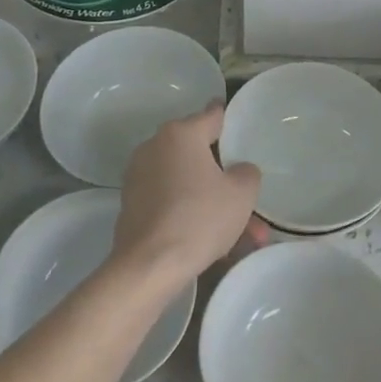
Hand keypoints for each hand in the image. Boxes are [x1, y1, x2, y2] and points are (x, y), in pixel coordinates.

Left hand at [114, 104, 266, 287]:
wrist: (150, 266)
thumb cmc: (200, 218)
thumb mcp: (242, 193)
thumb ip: (247, 172)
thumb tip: (238, 170)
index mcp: (181, 134)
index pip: (211, 115)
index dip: (226, 117)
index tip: (233, 117)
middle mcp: (155, 147)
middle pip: (199, 155)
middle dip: (226, 178)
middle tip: (248, 198)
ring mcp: (139, 177)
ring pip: (188, 185)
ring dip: (213, 204)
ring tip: (244, 237)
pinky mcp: (132, 205)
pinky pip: (172, 202)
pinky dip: (192, 215)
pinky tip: (215, 243)